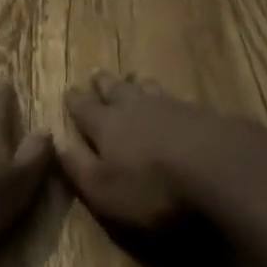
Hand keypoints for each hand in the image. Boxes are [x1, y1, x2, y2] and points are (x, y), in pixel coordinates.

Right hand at [58, 71, 266, 229]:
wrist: (211, 163)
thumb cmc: (150, 185)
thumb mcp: (104, 190)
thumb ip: (77, 165)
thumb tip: (54, 138)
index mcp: (105, 124)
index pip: (83, 107)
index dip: (74, 101)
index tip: (69, 91)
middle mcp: (131, 105)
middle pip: (113, 88)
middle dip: (102, 84)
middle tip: (96, 77)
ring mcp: (164, 103)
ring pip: (142, 86)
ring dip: (132, 84)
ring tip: (130, 80)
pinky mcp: (192, 110)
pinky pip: (169, 96)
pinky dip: (161, 95)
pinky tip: (167, 101)